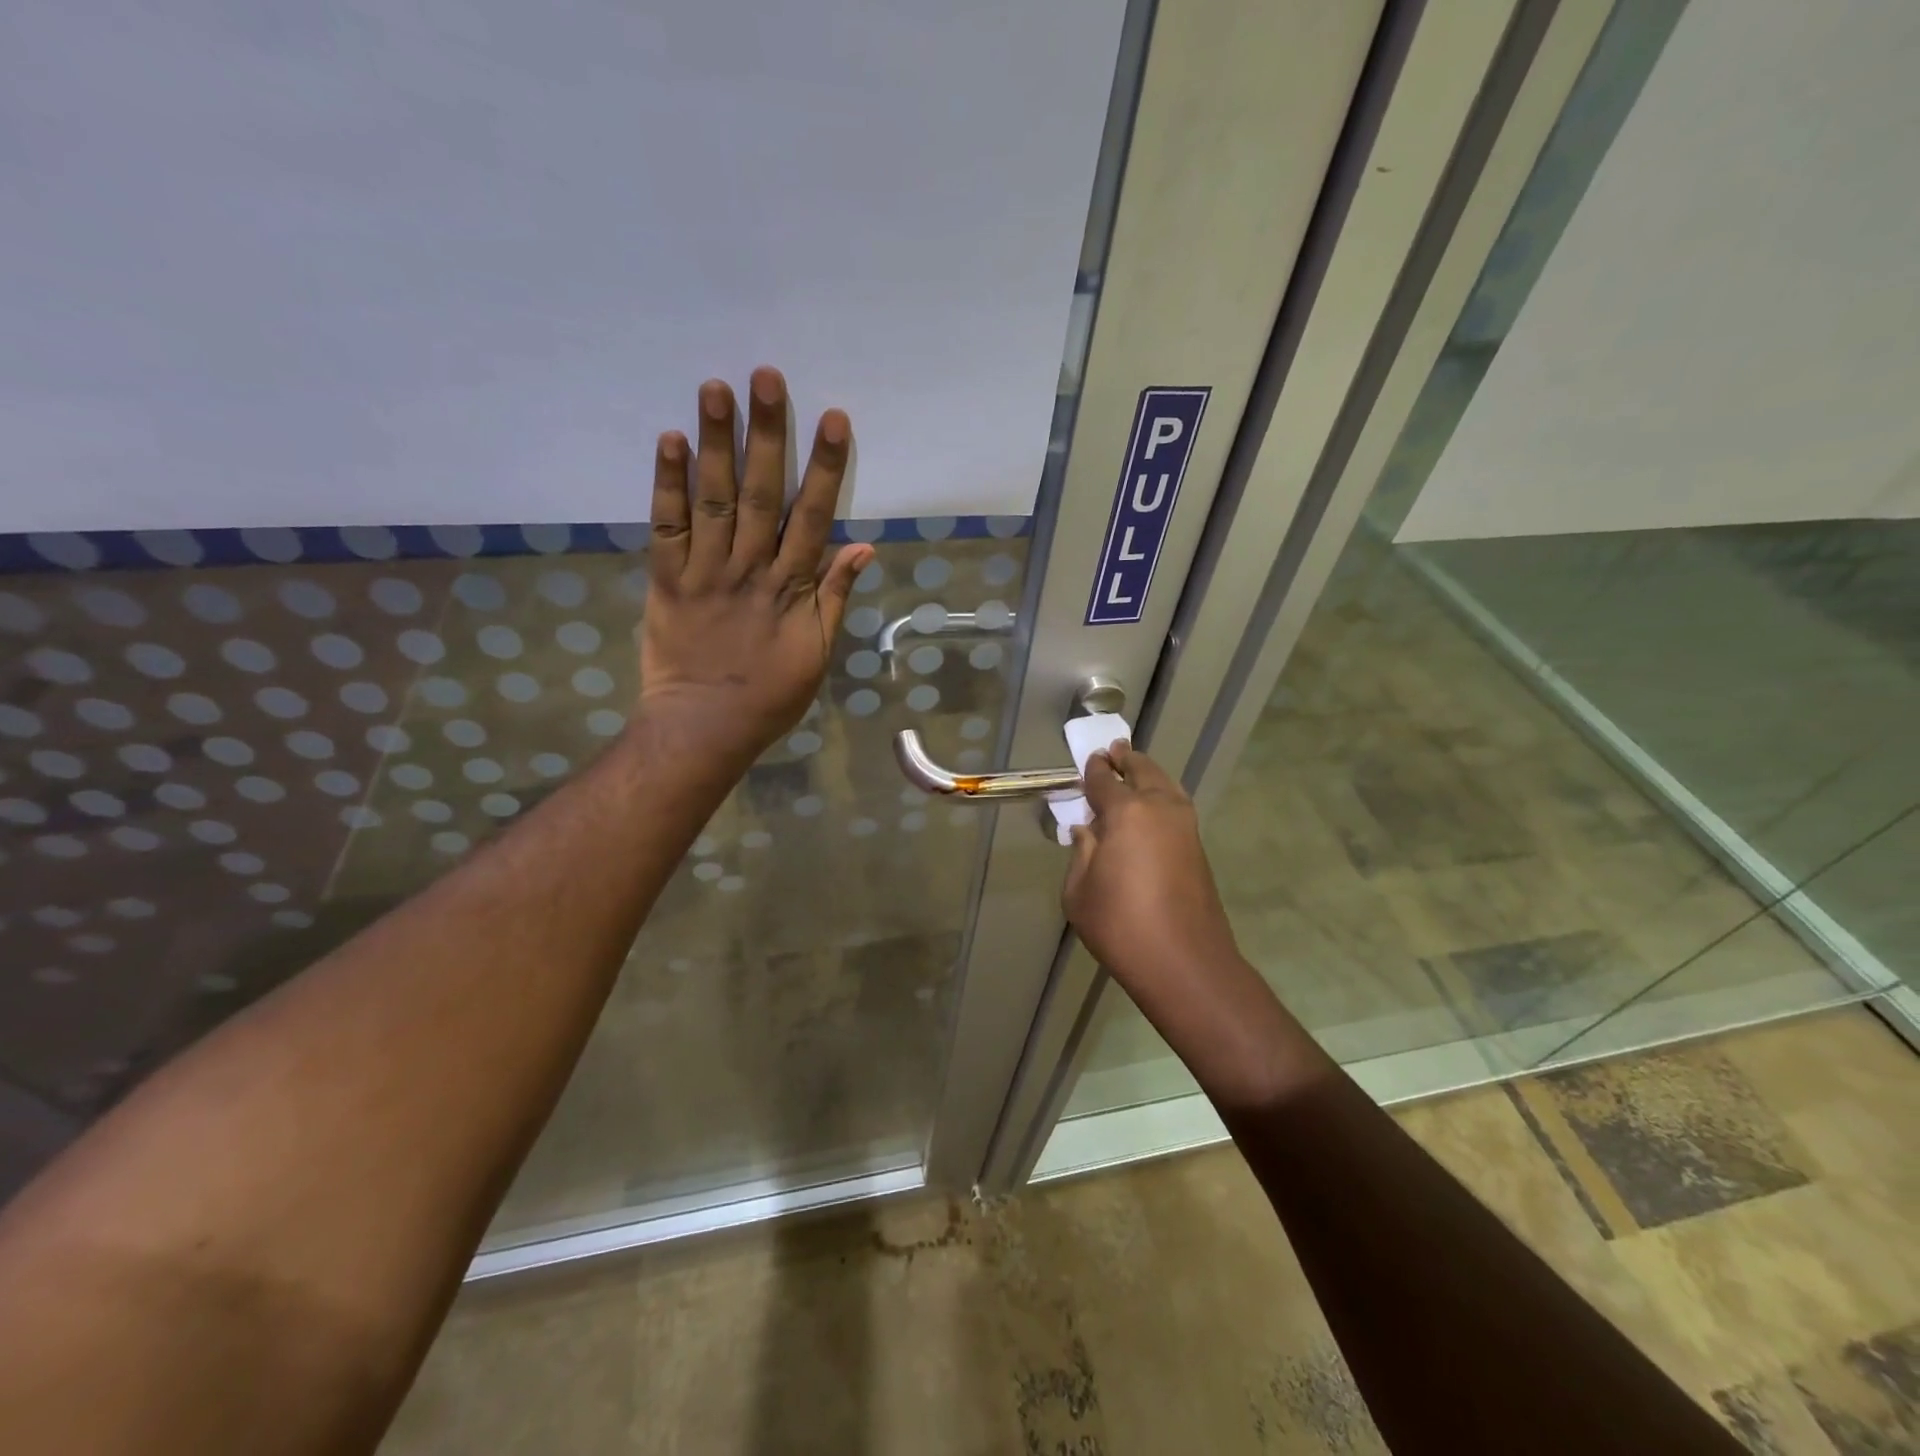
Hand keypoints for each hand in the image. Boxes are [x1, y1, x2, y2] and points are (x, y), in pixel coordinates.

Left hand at [637, 368, 872, 770]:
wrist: (704, 727)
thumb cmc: (770, 695)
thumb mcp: (818, 654)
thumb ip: (837, 597)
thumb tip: (863, 546)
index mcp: (791, 588)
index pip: (812, 516)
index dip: (824, 467)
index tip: (833, 419)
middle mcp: (749, 568)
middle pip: (759, 493)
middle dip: (766, 434)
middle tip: (766, 376)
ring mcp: (704, 571)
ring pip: (712, 499)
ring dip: (716, 442)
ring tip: (716, 387)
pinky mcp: (665, 580)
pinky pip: (665, 526)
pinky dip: (667, 483)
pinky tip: (670, 439)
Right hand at [1063, 742, 1239, 994]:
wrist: (1184, 962)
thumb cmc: (1120, 926)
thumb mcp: (1079, 892)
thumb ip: (1082, 853)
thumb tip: (1088, 831)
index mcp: (1126, 812)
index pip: (1104, 780)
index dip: (1094, 769)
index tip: (1089, 760)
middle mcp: (1159, 807)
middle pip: (1142, 771)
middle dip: (1126, 760)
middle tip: (1114, 751)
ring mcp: (1185, 825)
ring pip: (1166, 784)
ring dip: (1148, 774)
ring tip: (1135, 770)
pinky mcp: (1197, 846)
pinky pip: (1176, 804)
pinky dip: (1162, 794)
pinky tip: (1152, 806)